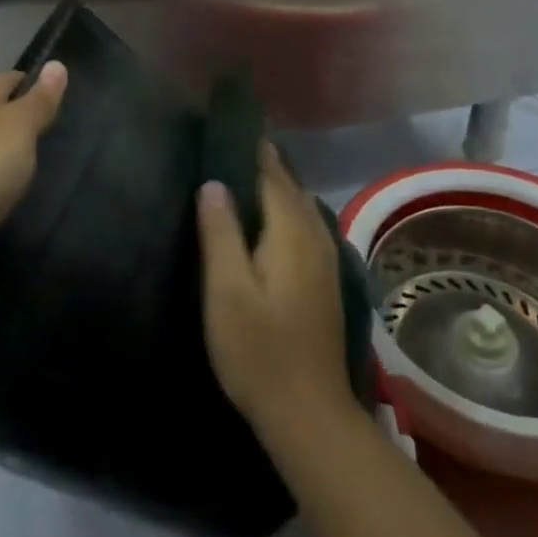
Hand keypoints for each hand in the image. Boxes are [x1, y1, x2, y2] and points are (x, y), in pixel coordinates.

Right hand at [197, 143, 353, 441]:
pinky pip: (302, 222)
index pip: (270, 171)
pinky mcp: (323, 276)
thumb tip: (213, 181)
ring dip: (271, 183)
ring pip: (297, 202)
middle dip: (259, 160)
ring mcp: (324, 256)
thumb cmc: (259, 350)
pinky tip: (260, 218)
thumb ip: (220, 232)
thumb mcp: (227, 291)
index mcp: (291, 231)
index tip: (224, 122)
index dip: (249, 145)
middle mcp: (314, 234)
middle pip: (287, 182)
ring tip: (235, 171)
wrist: (309, 414)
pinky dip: (281, 206)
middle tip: (222, 142)